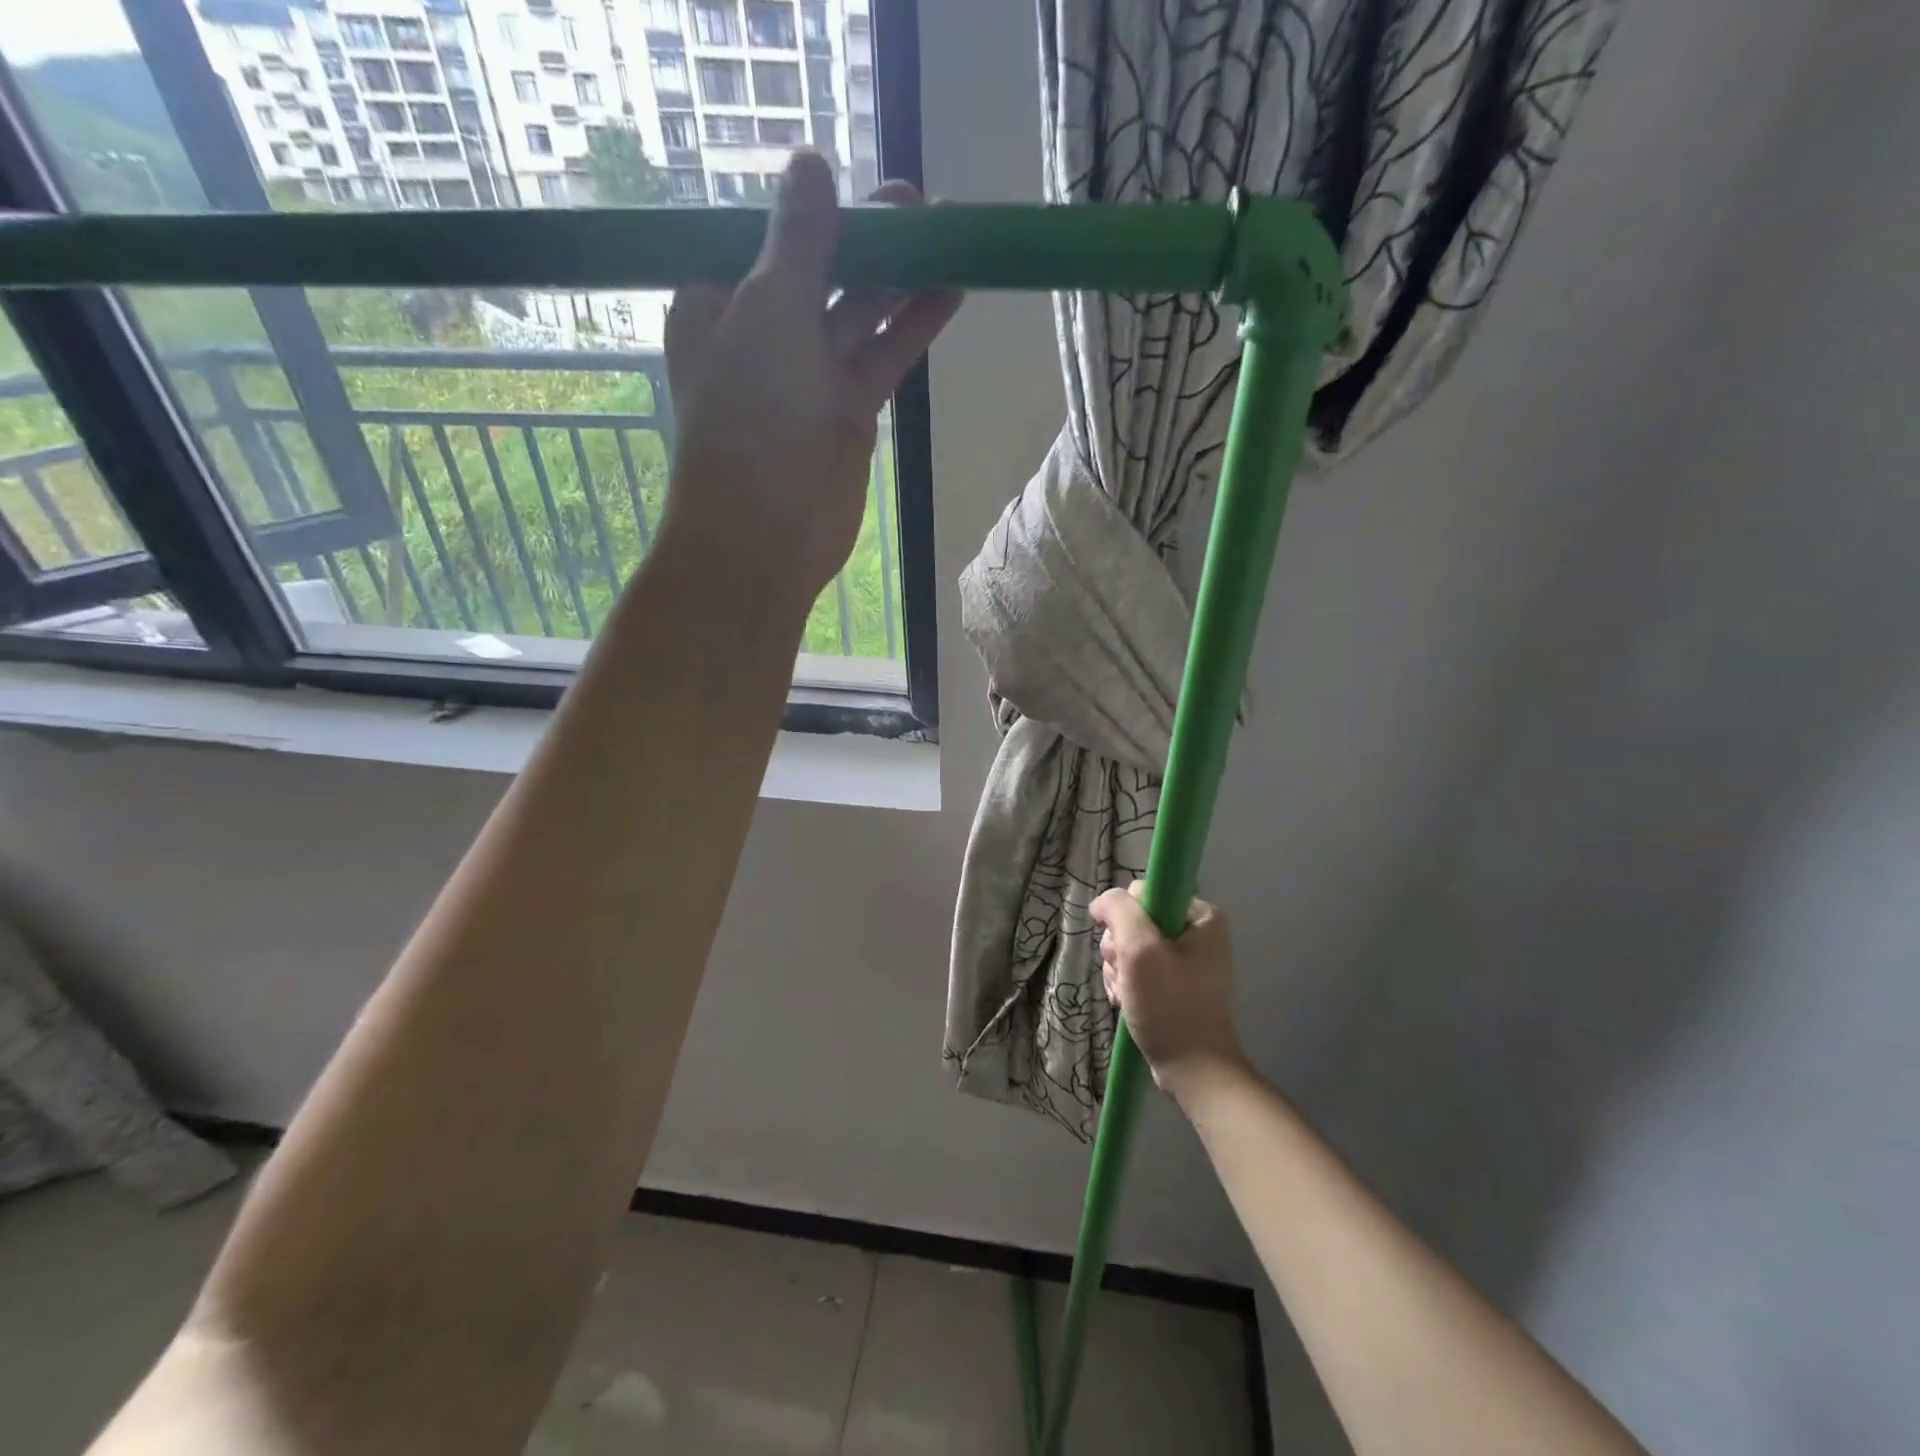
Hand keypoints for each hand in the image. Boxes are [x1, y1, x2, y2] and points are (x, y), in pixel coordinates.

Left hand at [660, 152, 960, 600]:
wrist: (766, 533)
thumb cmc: (752, 417)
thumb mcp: (769, 311)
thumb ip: (798, 240)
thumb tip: (811, 163)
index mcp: (719, 304)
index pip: (771, 241)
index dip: (819, 213)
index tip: (863, 189)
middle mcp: (763, 337)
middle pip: (823, 274)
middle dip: (870, 242)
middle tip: (922, 207)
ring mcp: (809, 379)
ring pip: (860, 317)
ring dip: (901, 283)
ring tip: (949, 241)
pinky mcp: (848, 414)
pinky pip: (882, 360)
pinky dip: (911, 329)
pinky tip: (947, 296)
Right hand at [1092, 881, 1246, 1102]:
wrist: (1192, 1070)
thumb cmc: (1170, 1006)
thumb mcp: (1140, 950)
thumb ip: (1119, 911)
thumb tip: (1100, 903)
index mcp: (1201, 915)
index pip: (1143, 893)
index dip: (1124, 917)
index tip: (1125, 948)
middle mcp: (1196, 931)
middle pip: (1133, 920)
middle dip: (1119, 949)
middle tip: (1126, 975)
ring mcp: (1185, 959)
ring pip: (1129, 946)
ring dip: (1118, 969)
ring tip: (1126, 994)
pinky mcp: (1174, 983)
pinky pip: (1136, 968)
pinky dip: (1125, 983)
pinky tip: (1126, 1001)